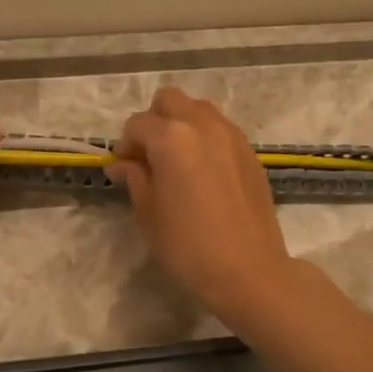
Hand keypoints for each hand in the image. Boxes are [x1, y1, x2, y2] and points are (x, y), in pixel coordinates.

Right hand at [108, 87, 297, 321]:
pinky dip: (205, 138)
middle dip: (154, 121)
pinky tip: (202, 172)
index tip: (123, 169)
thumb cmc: (188, 246)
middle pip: (170, 100)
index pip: (137, 124)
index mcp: (171, 138)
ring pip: (198, 109)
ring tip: (177, 161)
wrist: (248, 271)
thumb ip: (134, 178)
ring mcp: (231, 136)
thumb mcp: (148, 213)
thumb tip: (122, 164)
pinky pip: (221, 129)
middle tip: (149, 156)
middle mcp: (202, 125)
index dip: (125, 145)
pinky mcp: (249, 152)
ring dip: (182, 124)